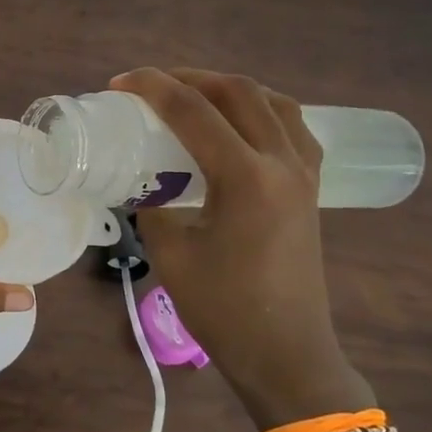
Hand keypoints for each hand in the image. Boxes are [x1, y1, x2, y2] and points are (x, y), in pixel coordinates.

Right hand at [111, 69, 373, 428]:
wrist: (285, 353)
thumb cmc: (223, 308)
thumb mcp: (170, 254)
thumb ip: (152, 205)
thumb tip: (140, 181)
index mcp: (246, 178)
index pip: (194, 111)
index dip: (153, 88)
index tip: (119, 84)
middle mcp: (282, 163)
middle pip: (239, 92)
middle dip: (191, 78)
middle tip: (152, 87)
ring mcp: (304, 174)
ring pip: (274, 102)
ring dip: (230, 89)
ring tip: (194, 97)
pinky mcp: (311, 189)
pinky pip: (293, 127)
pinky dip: (262, 111)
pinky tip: (238, 126)